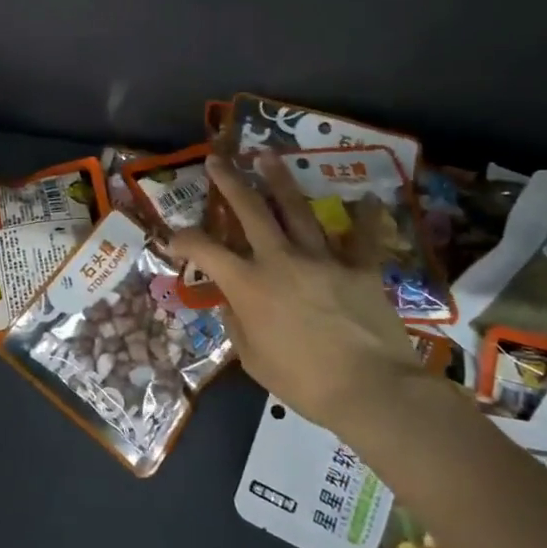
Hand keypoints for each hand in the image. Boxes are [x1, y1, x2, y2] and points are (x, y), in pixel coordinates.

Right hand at [170, 152, 419, 428]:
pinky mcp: (360, 268)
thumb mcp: (253, 359)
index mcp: (249, 284)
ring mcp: (322, 259)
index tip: (174, 237)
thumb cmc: (303, 382)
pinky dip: (363, 217)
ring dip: (280, 181)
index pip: (205, 250)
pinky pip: (362, 237)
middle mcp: (281, 260)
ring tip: (268, 157)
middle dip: (230, 182)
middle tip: (218, 159)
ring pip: (297, 210)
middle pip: (251, 210)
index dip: (184, 239)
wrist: (371, 390)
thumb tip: (232, 303)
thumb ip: (237, 325)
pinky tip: (366, 197)